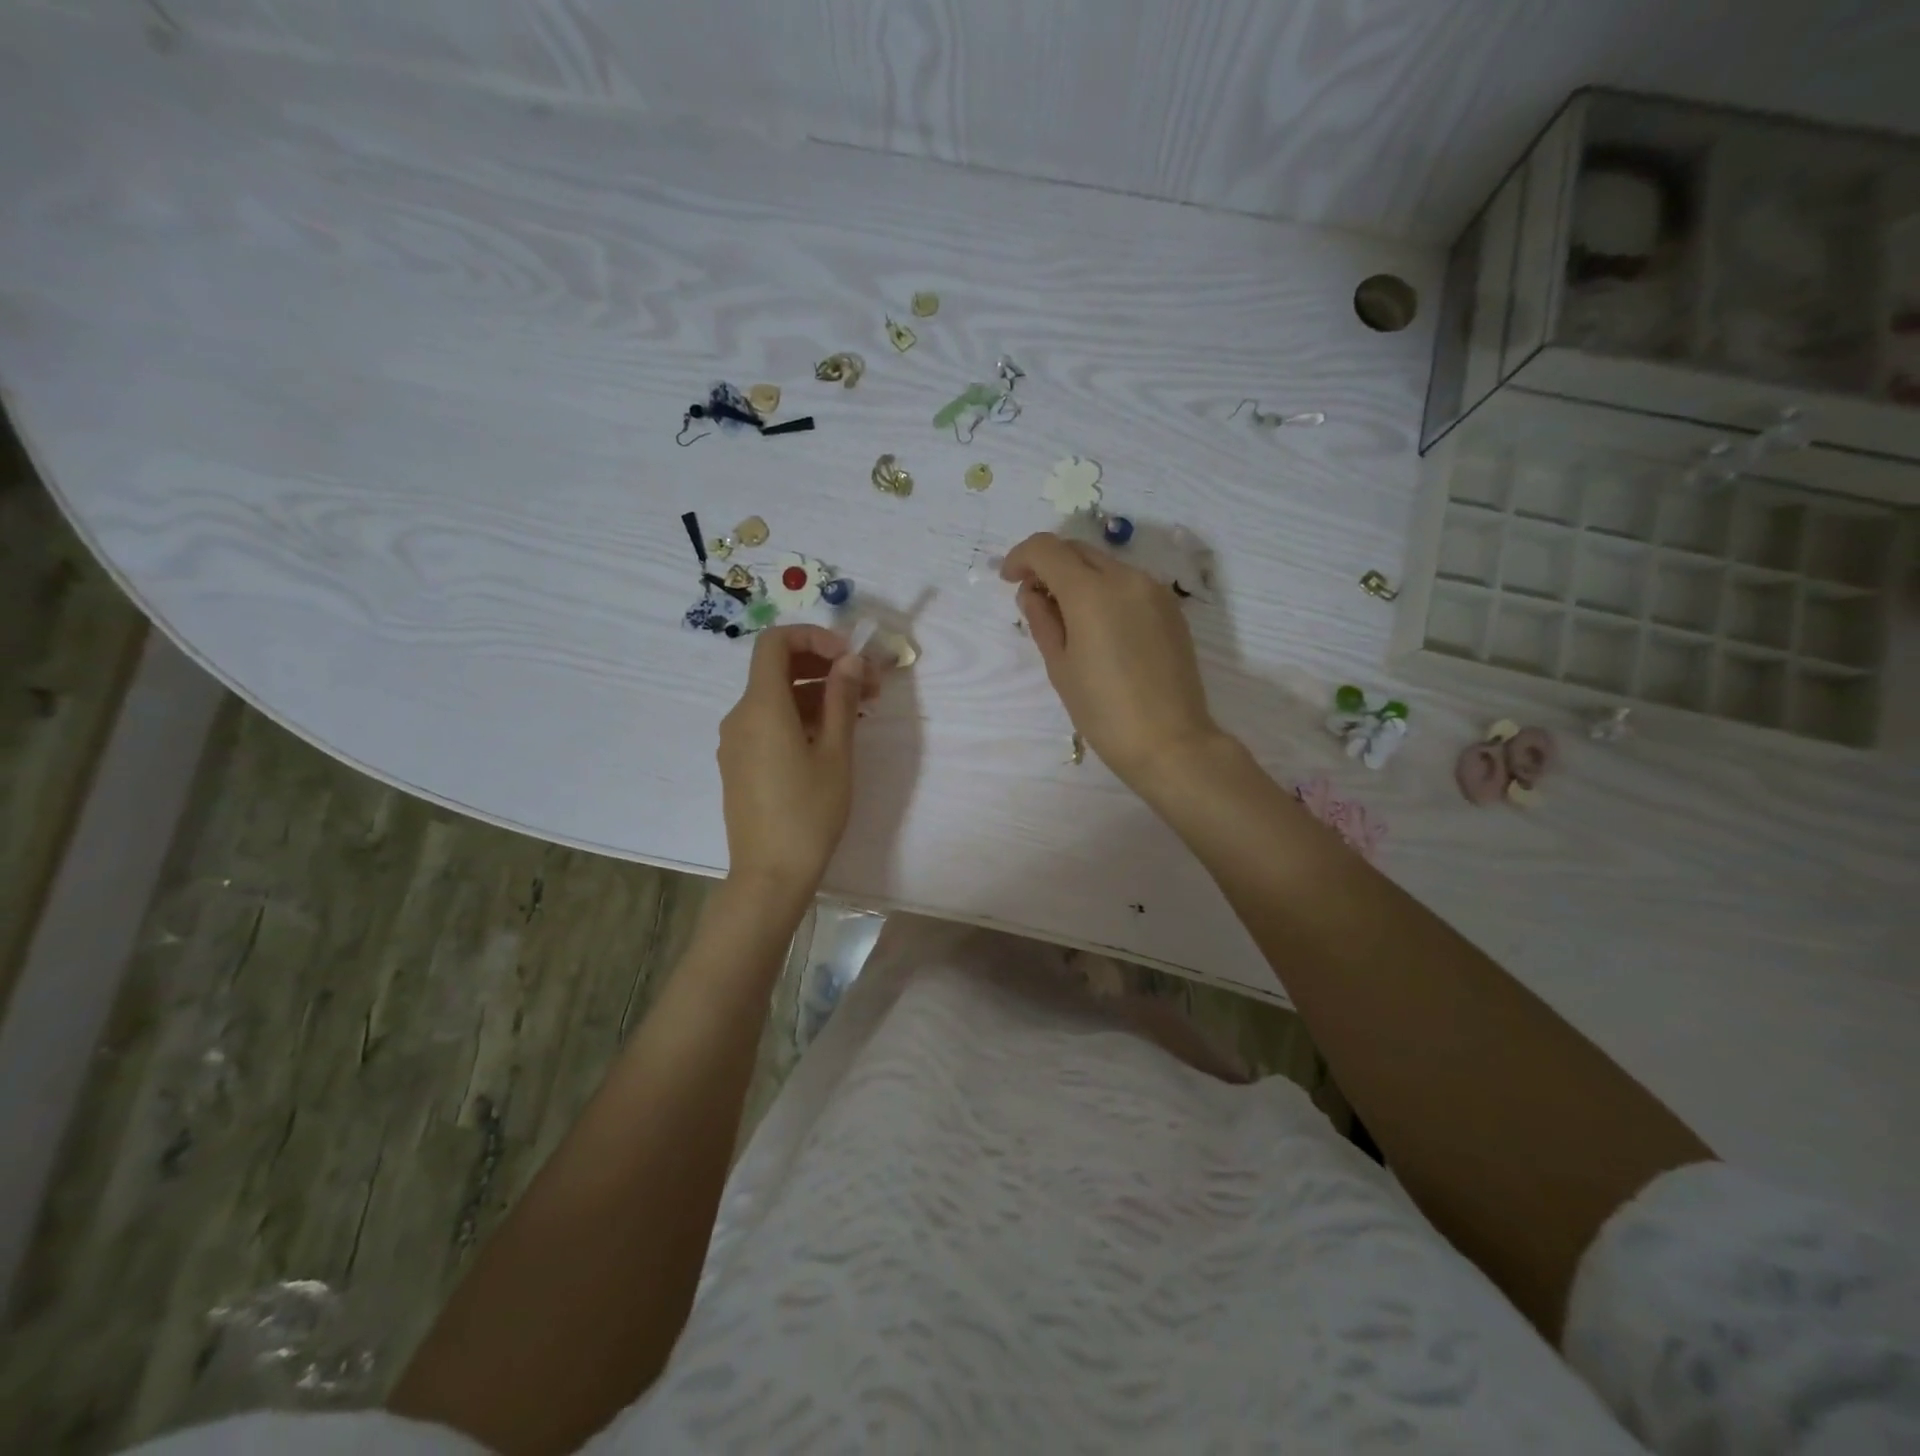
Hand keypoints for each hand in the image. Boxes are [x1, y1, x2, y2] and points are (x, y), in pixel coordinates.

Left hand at [717, 625, 875, 894]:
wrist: (770, 874)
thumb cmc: (809, 813)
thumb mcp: (836, 753)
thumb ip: (841, 699)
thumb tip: (850, 661)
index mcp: (761, 706)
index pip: (775, 642)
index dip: (813, 637)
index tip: (849, 657)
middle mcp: (740, 715)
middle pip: (776, 668)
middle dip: (823, 666)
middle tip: (867, 685)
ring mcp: (736, 741)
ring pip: (775, 698)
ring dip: (815, 693)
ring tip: (858, 713)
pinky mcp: (739, 763)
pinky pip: (768, 723)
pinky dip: (799, 716)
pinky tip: (830, 738)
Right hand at [1001, 532, 1227, 793]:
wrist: (1170, 742)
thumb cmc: (1103, 711)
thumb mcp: (1060, 667)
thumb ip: (1042, 620)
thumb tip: (1033, 593)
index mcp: (1091, 592)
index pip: (1046, 548)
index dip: (1020, 557)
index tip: (1010, 580)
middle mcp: (1126, 578)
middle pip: (1077, 550)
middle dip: (1049, 564)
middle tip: (1034, 598)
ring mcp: (1154, 590)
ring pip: (1105, 565)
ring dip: (1078, 577)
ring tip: (1067, 617)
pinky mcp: (1171, 608)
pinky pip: (1129, 584)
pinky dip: (1105, 590)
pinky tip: (1099, 627)